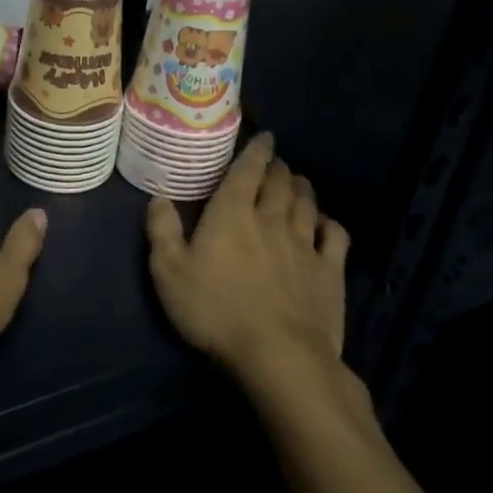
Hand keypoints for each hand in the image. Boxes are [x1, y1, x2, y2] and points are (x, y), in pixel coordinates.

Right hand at [145, 132, 350, 383]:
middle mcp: (271, 219)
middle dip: (278, 168)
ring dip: (301, 188)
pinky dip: (329, 223)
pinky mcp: (329, 271)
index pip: (247, 170)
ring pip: (306, 203)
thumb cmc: (216, 310)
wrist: (279, 355)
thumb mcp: (169, 272)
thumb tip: (157, 197)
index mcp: (232, 213)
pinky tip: (325, 223)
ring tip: (298, 181)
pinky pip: (335, 236)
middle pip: (279, 183)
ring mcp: (305, 244)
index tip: (265, 137)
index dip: (257, 150)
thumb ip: (162, 231)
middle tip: (276, 163)